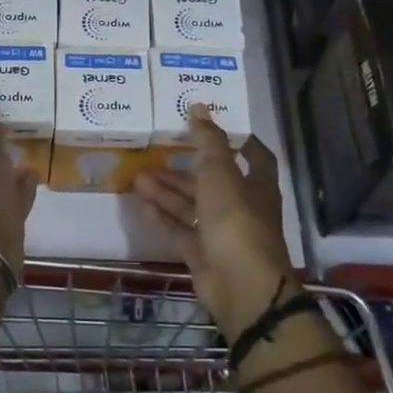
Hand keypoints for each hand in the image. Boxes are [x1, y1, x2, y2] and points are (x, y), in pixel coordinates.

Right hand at [134, 106, 296, 343]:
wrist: (240, 286)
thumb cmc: (236, 221)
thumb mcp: (220, 174)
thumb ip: (208, 141)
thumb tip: (199, 106)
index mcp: (256, 187)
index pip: (253, 158)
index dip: (237, 141)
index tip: (211, 127)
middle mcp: (241, 208)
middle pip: (211, 183)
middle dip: (184, 169)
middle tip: (155, 154)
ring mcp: (222, 234)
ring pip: (192, 207)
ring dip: (167, 192)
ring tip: (137, 178)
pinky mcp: (203, 256)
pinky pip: (180, 233)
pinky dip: (162, 220)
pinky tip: (141, 206)